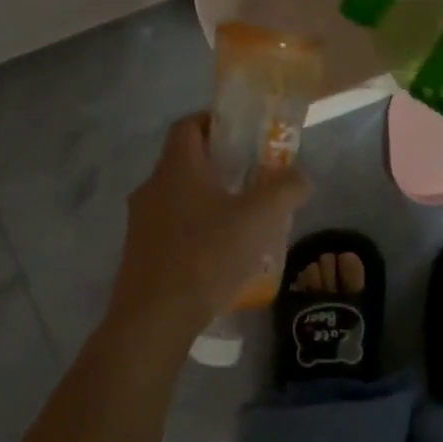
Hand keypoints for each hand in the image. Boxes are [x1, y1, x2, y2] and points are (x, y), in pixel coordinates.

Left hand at [108, 113, 311, 341]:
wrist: (154, 319)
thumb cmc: (206, 256)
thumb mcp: (259, 218)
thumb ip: (285, 189)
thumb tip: (301, 176)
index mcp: (176, 168)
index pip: (189, 125)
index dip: (216, 122)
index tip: (246, 135)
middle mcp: (152, 188)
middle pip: (187, 163)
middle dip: (222, 167)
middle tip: (257, 181)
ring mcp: (141, 223)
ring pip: (181, 198)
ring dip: (211, 202)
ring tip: (246, 222)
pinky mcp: (141, 254)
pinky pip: (174, 229)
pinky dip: (198, 231)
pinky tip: (223, 256)